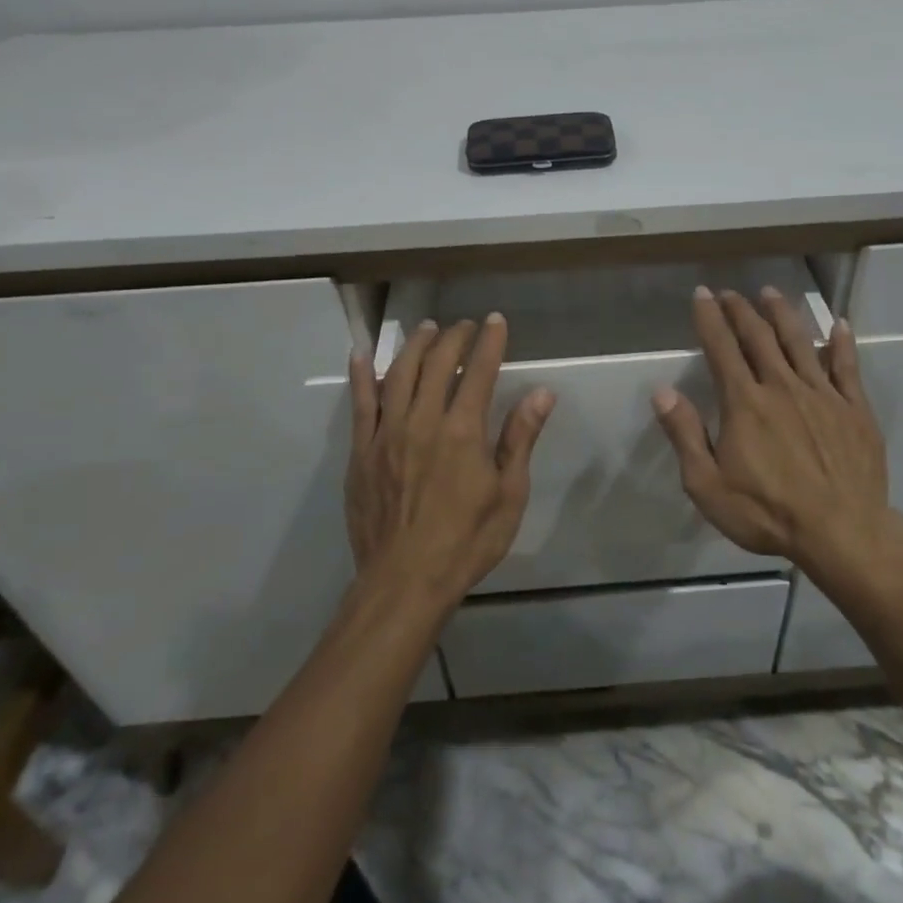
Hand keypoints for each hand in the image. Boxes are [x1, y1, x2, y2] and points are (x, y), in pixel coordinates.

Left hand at [346, 313, 555, 608]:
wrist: (405, 582)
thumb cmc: (466, 541)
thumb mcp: (508, 494)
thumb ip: (520, 439)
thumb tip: (541, 393)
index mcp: (463, 431)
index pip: (479, 371)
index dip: (489, 341)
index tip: (495, 320)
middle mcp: (423, 421)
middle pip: (437, 363)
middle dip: (453, 337)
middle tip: (463, 326)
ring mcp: (387, 434)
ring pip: (399, 374)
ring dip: (415, 346)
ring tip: (426, 330)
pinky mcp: (361, 451)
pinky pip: (360, 404)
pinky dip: (362, 375)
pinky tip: (363, 354)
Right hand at [652, 286, 900, 567]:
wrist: (844, 534)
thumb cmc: (768, 512)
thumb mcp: (708, 484)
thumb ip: (685, 434)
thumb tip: (662, 391)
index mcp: (745, 402)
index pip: (722, 348)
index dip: (709, 317)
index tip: (702, 294)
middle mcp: (782, 386)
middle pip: (759, 337)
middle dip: (741, 310)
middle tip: (731, 292)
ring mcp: (823, 395)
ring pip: (800, 342)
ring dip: (783, 314)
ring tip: (771, 293)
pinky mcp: (855, 409)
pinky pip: (847, 367)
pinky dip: (842, 343)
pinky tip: (840, 325)